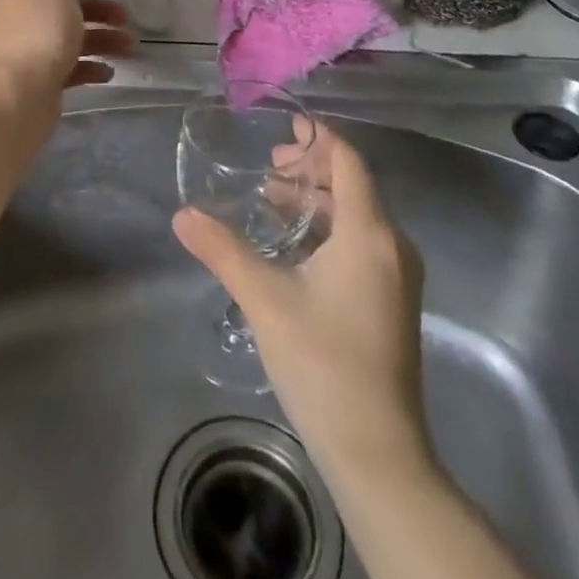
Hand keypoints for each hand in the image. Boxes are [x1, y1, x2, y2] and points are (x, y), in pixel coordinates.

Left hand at [0, 0, 133, 103]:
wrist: (18, 95)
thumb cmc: (40, 33)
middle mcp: (17, 21)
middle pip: (63, 12)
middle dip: (98, 15)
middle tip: (126, 21)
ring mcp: (25, 53)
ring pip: (68, 41)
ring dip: (101, 42)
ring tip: (129, 50)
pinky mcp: (37, 81)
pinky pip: (67, 69)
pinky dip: (88, 69)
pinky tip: (108, 74)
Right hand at [174, 125, 430, 478]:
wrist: (379, 455)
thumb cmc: (323, 363)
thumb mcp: (265, 299)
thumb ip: (223, 250)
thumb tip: (182, 214)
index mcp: (368, 233)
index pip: (347, 161)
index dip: (318, 137)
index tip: (286, 122)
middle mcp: (391, 245)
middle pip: (353, 185)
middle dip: (311, 168)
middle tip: (269, 164)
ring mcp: (397, 276)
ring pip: (357, 216)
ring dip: (317, 200)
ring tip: (273, 198)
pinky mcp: (392, 302)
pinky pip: (362, 243)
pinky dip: (329, 228)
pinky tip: (295, 245)